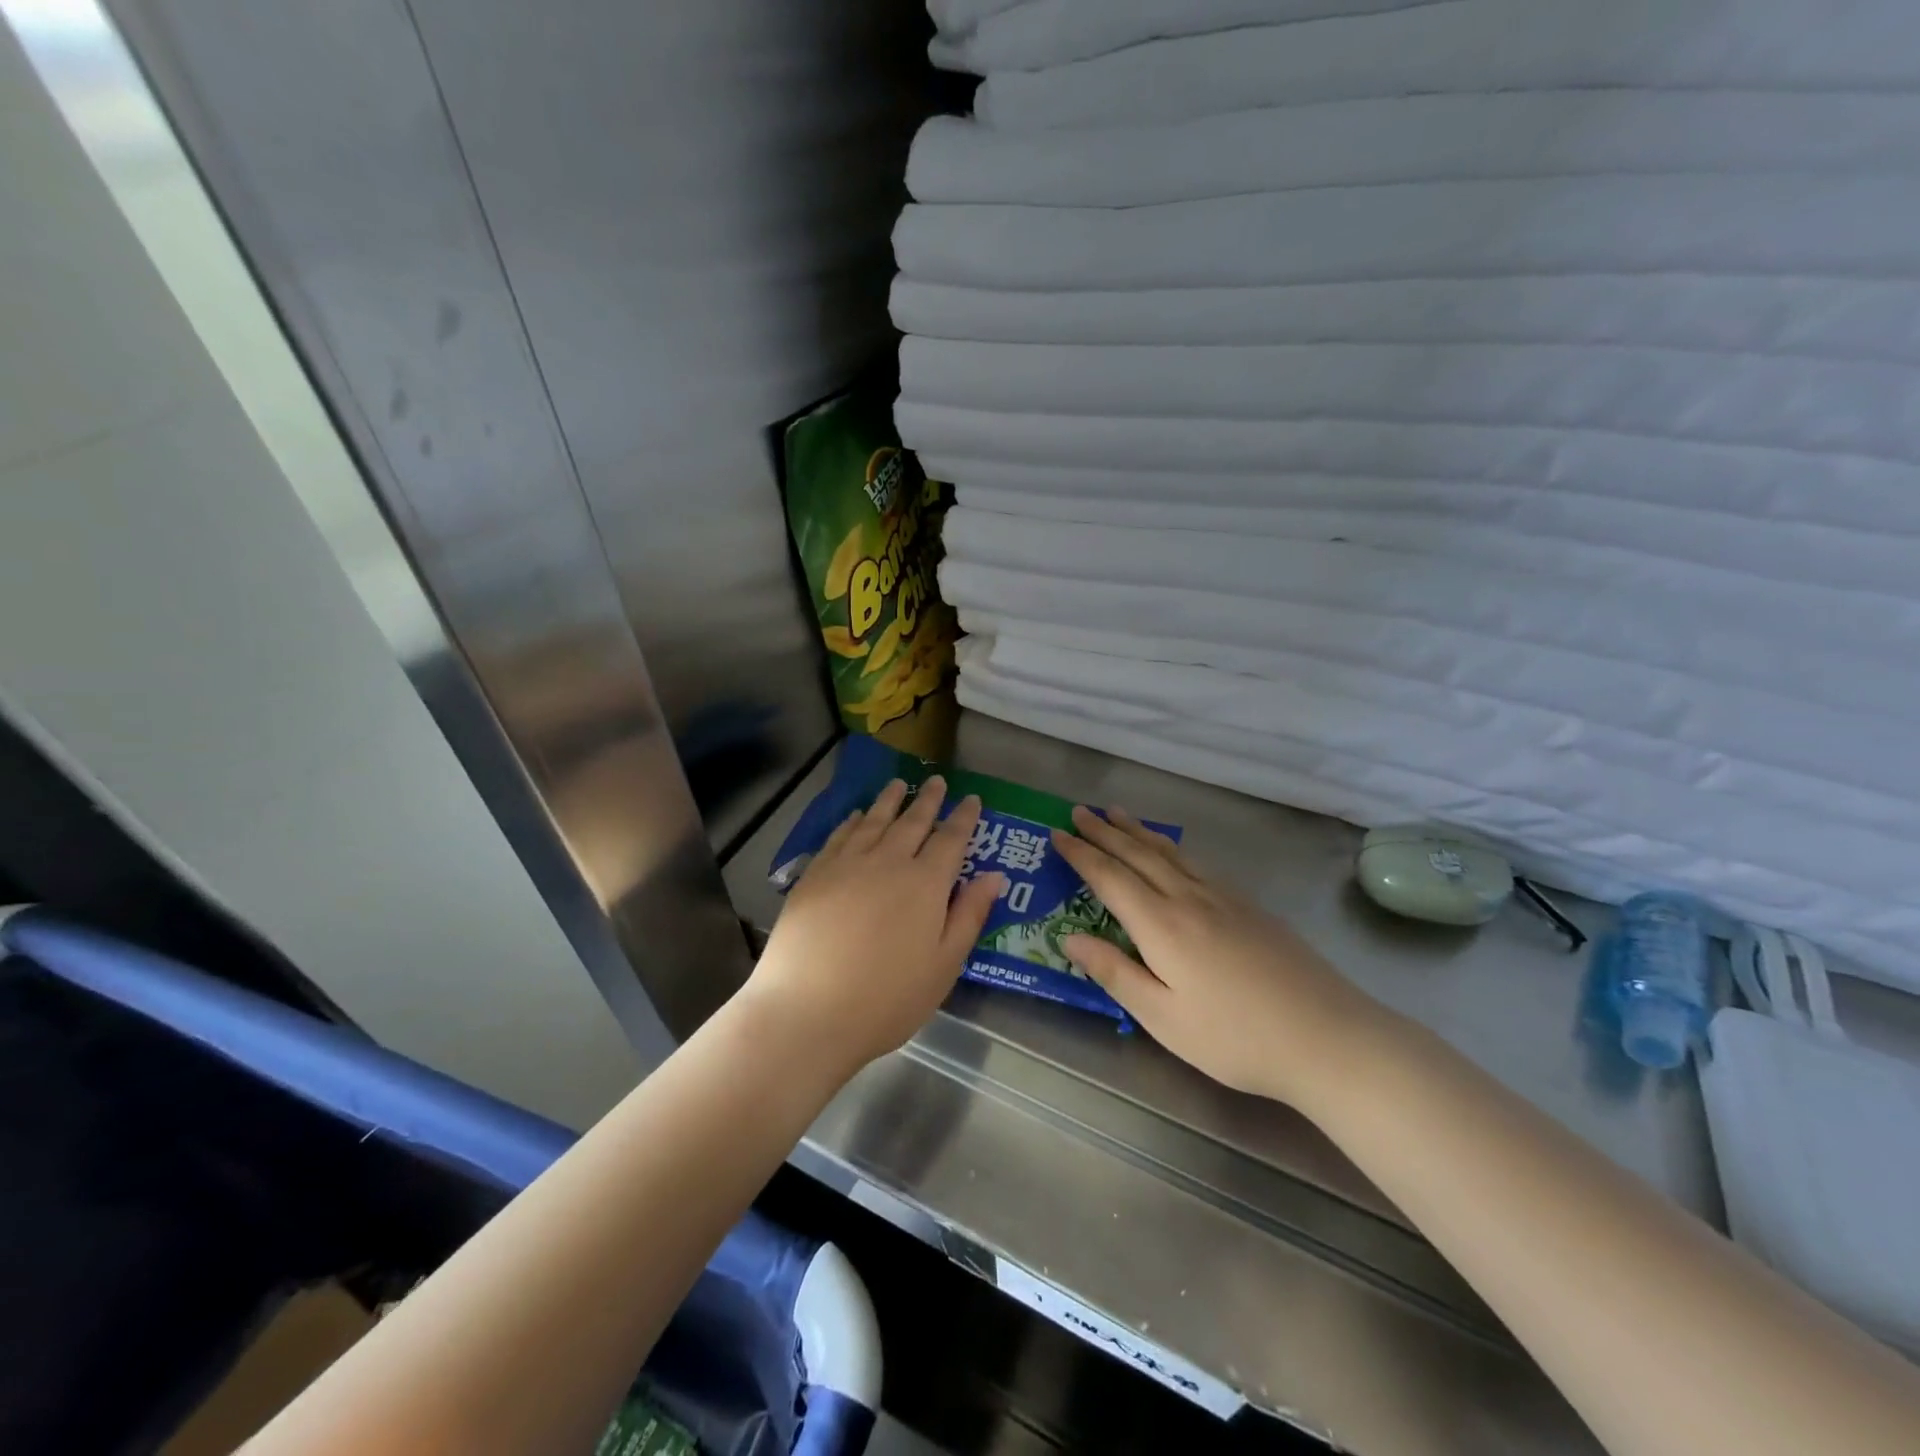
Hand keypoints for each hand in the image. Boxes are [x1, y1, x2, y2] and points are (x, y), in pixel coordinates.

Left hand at [748, 777, 1004, 1079]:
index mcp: (925, 883)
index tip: (972, 799)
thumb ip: (969, 915)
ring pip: (874, 821)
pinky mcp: (814, 875)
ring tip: (899, 784)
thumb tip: (994, 875)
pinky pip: (839, 836)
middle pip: (913, 822)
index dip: (964, 818)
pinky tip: (856, 816)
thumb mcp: (944, 965)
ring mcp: (847, 865)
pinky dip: (852, 821)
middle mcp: (888, 862)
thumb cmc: (887, 998)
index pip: (951, 839)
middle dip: (928, 800)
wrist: (808, 1010)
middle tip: (937, 781)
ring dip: (890, 801)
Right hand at [1051, 806, 1381, 1106]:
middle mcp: (1189, 898)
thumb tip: (1068, 938)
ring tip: (1116, 814)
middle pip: (1138, 854)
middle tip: (1079, 810)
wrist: (1328, 1036)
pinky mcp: (1248, 905)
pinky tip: (1171, 851)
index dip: (1081, 854)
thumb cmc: (1235, 1038)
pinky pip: (1195, 862)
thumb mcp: (1163, 1018)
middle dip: (1105, 831)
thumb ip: (1114, 973)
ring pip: (1170, 852)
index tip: (1056, 834)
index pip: (1110, 877)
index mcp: (1162, 924)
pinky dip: (1170, 846)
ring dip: (1138, 831)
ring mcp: (1223, 897)